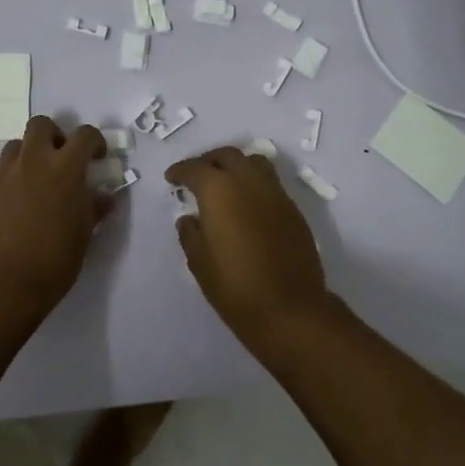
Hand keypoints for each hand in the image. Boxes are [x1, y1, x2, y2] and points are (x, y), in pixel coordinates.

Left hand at [0, 116, 108, 330]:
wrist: (2, 283)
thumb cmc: (53, 261)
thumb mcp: (83, 235)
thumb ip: (92, 208)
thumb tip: (102, 197)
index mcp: (65, 169)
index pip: (84, 135)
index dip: (94, 141)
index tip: (98, 157)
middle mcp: (34, 162)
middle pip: (41, 125)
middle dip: (55, 135)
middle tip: (63, 160)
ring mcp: (7, 174)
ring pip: (18, 144)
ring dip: (31, 153)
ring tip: (40, 178)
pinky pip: (4, 169)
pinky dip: (16, 175)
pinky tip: (22, 201)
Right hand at [165, 146, 333, 347]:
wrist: (290, 310)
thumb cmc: (236, 287)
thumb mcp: (200, 263)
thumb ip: (190, 234)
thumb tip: (189, 219)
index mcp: (220, 191)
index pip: (196, 168)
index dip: (181, 171)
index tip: (171, 179)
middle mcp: (249, 182)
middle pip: (228, 155)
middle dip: (208, 161)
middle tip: (196, 176)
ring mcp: (276, 194)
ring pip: (254, 162)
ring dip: (235, 166)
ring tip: (224, 184)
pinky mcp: (293, 210)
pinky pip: (270, 183)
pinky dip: (254, 184)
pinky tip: (247, 206)